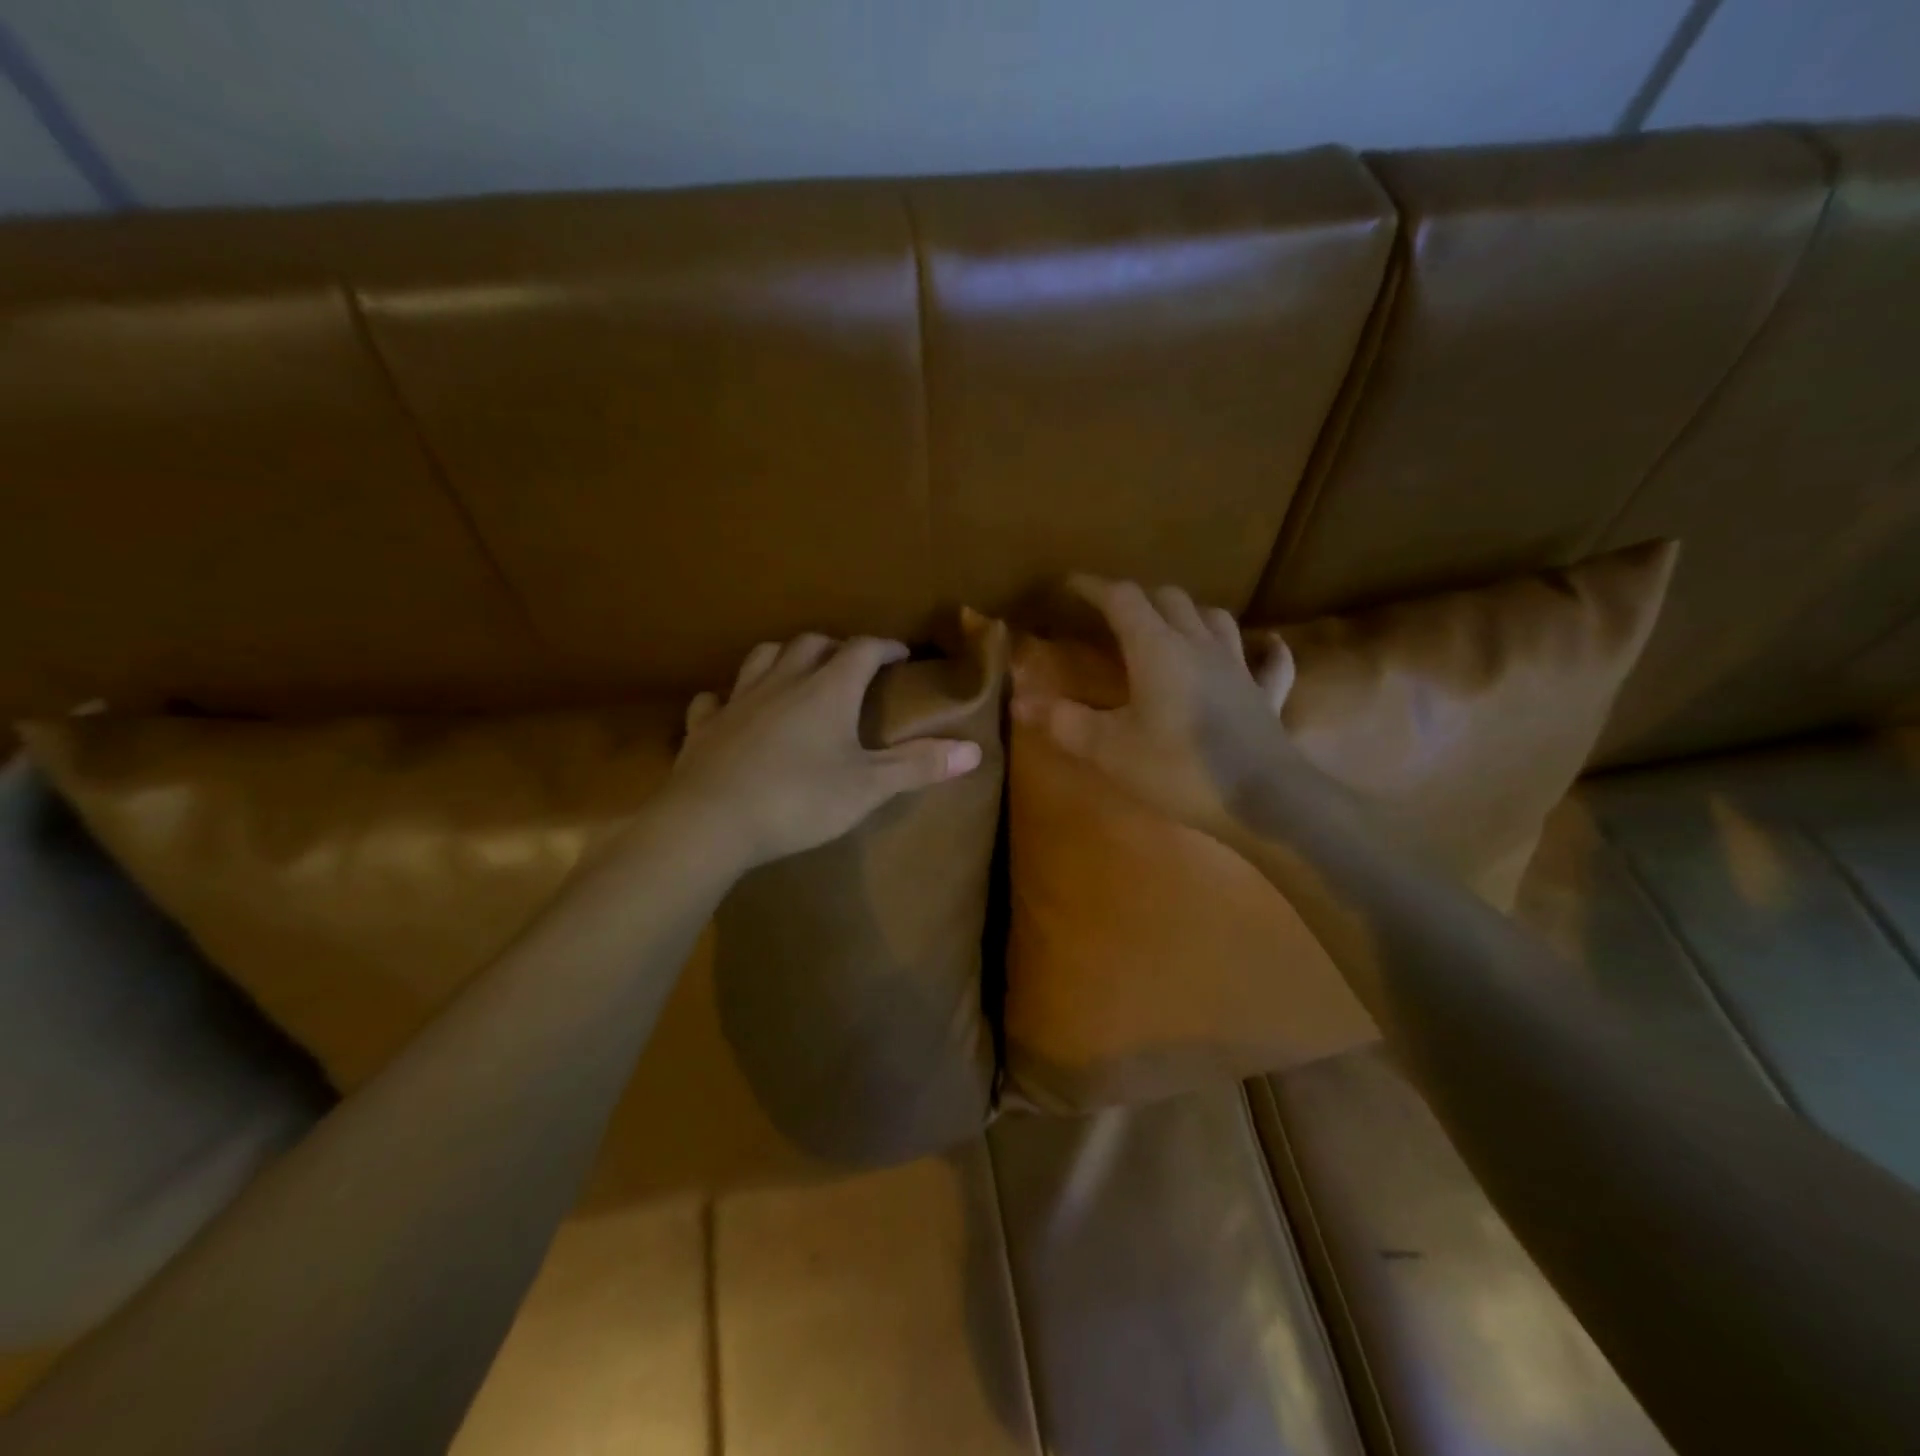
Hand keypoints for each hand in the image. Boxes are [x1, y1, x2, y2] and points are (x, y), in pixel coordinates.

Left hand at [666, 634, 982, 870]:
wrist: (711, 822)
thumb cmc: (799, 800)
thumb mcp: (868, 787)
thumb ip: (919, 766)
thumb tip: (974, 749)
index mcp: (827, 690)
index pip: (862, 650)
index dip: (884, 647)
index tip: (901, 653)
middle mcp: (783, 682)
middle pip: (811, 644)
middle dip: (836, 647)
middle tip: (851, 664)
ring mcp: (738, 700)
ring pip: (763, 658)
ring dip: (785, 656)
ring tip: (798, 671)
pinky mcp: (705, 726)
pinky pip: (715, 699)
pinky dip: (729, 696)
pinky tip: (732, 707)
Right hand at [1011, 577, 1295, 835]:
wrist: (1263, 801)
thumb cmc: (1179, 770)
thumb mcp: (1110, 750)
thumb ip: (1064, 722)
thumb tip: (1019, 702)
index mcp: (1157, 649)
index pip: (1122, 599)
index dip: (1093, 587)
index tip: (1070, 586)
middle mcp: (1199, 644)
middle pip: (1169, 599)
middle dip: (1138, 598)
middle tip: (1114, 614)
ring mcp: (1239, 666)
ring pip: (1214, 618)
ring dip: (1188, 613)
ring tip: (1171, 626)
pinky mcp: (1266, 695)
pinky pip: (1268, 661)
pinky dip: (1261, 649)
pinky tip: (1263, 647)